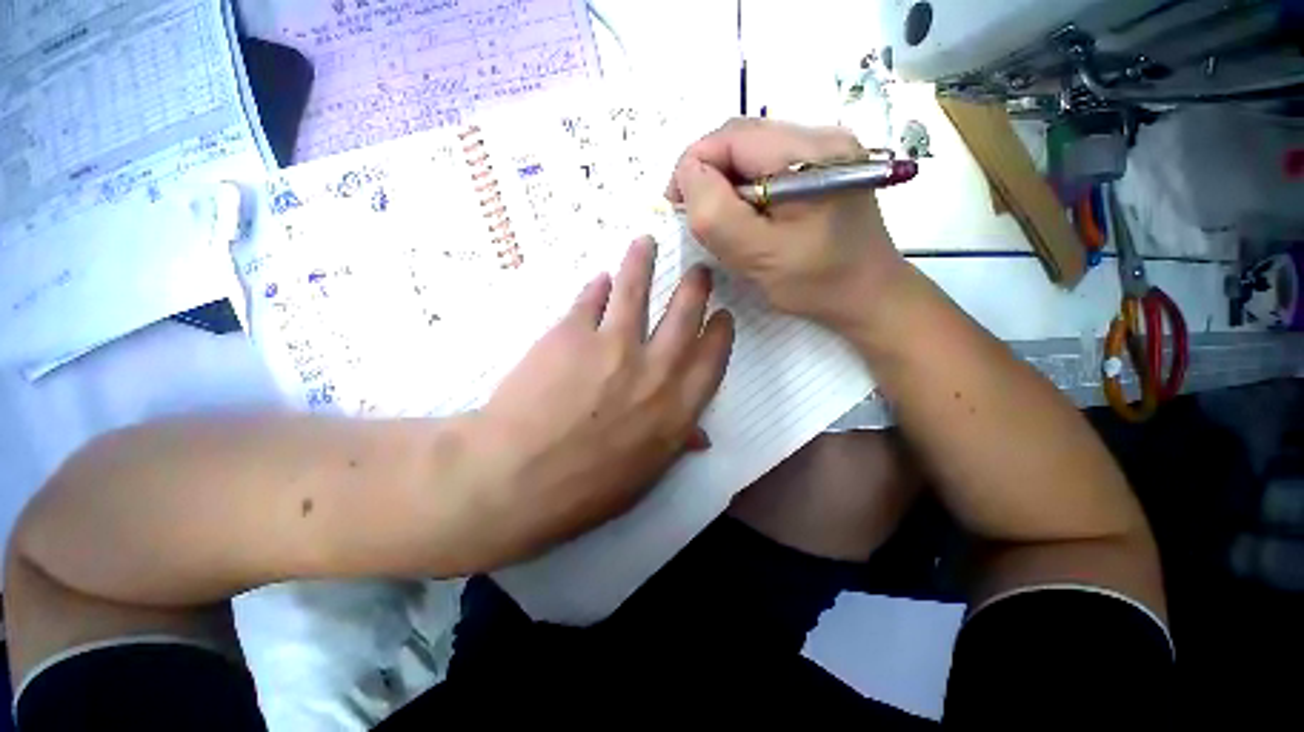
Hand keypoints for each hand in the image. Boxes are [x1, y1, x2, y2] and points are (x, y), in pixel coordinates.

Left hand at [476, 237, 733, 564]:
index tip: (722, 316)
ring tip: (646, 243)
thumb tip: (700, 435)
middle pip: (684, 314)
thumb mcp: (643, 477)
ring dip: (644, 262)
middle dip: (695, 288)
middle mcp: (655, 370)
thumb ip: (675, 445)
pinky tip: (601, 278)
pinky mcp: (572, 333)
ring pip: (637, 290)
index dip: (719, 332)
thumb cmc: (583, 489)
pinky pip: (592, 299)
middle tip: (699, 270)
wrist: (517, 478)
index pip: (711, 358)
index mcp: (677, 409)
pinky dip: (599, 286)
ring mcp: (614, 345)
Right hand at [666, 118, 907, 329]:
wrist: (869, 295)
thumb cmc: (816, 282)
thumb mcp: (758, 255)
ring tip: (724, 222)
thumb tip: (688, 175)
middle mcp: (821, 135)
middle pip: (741, 139)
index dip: (693, 166)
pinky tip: (749, 217)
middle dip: (708, 175)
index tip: (679, 207)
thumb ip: (717, 214)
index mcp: (809, 153)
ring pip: (752, 153)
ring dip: (726, 184)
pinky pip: (768, 166)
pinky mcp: (823, 166)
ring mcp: (825, 150)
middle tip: (697, 218)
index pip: (730, 136)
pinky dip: (746, 190)